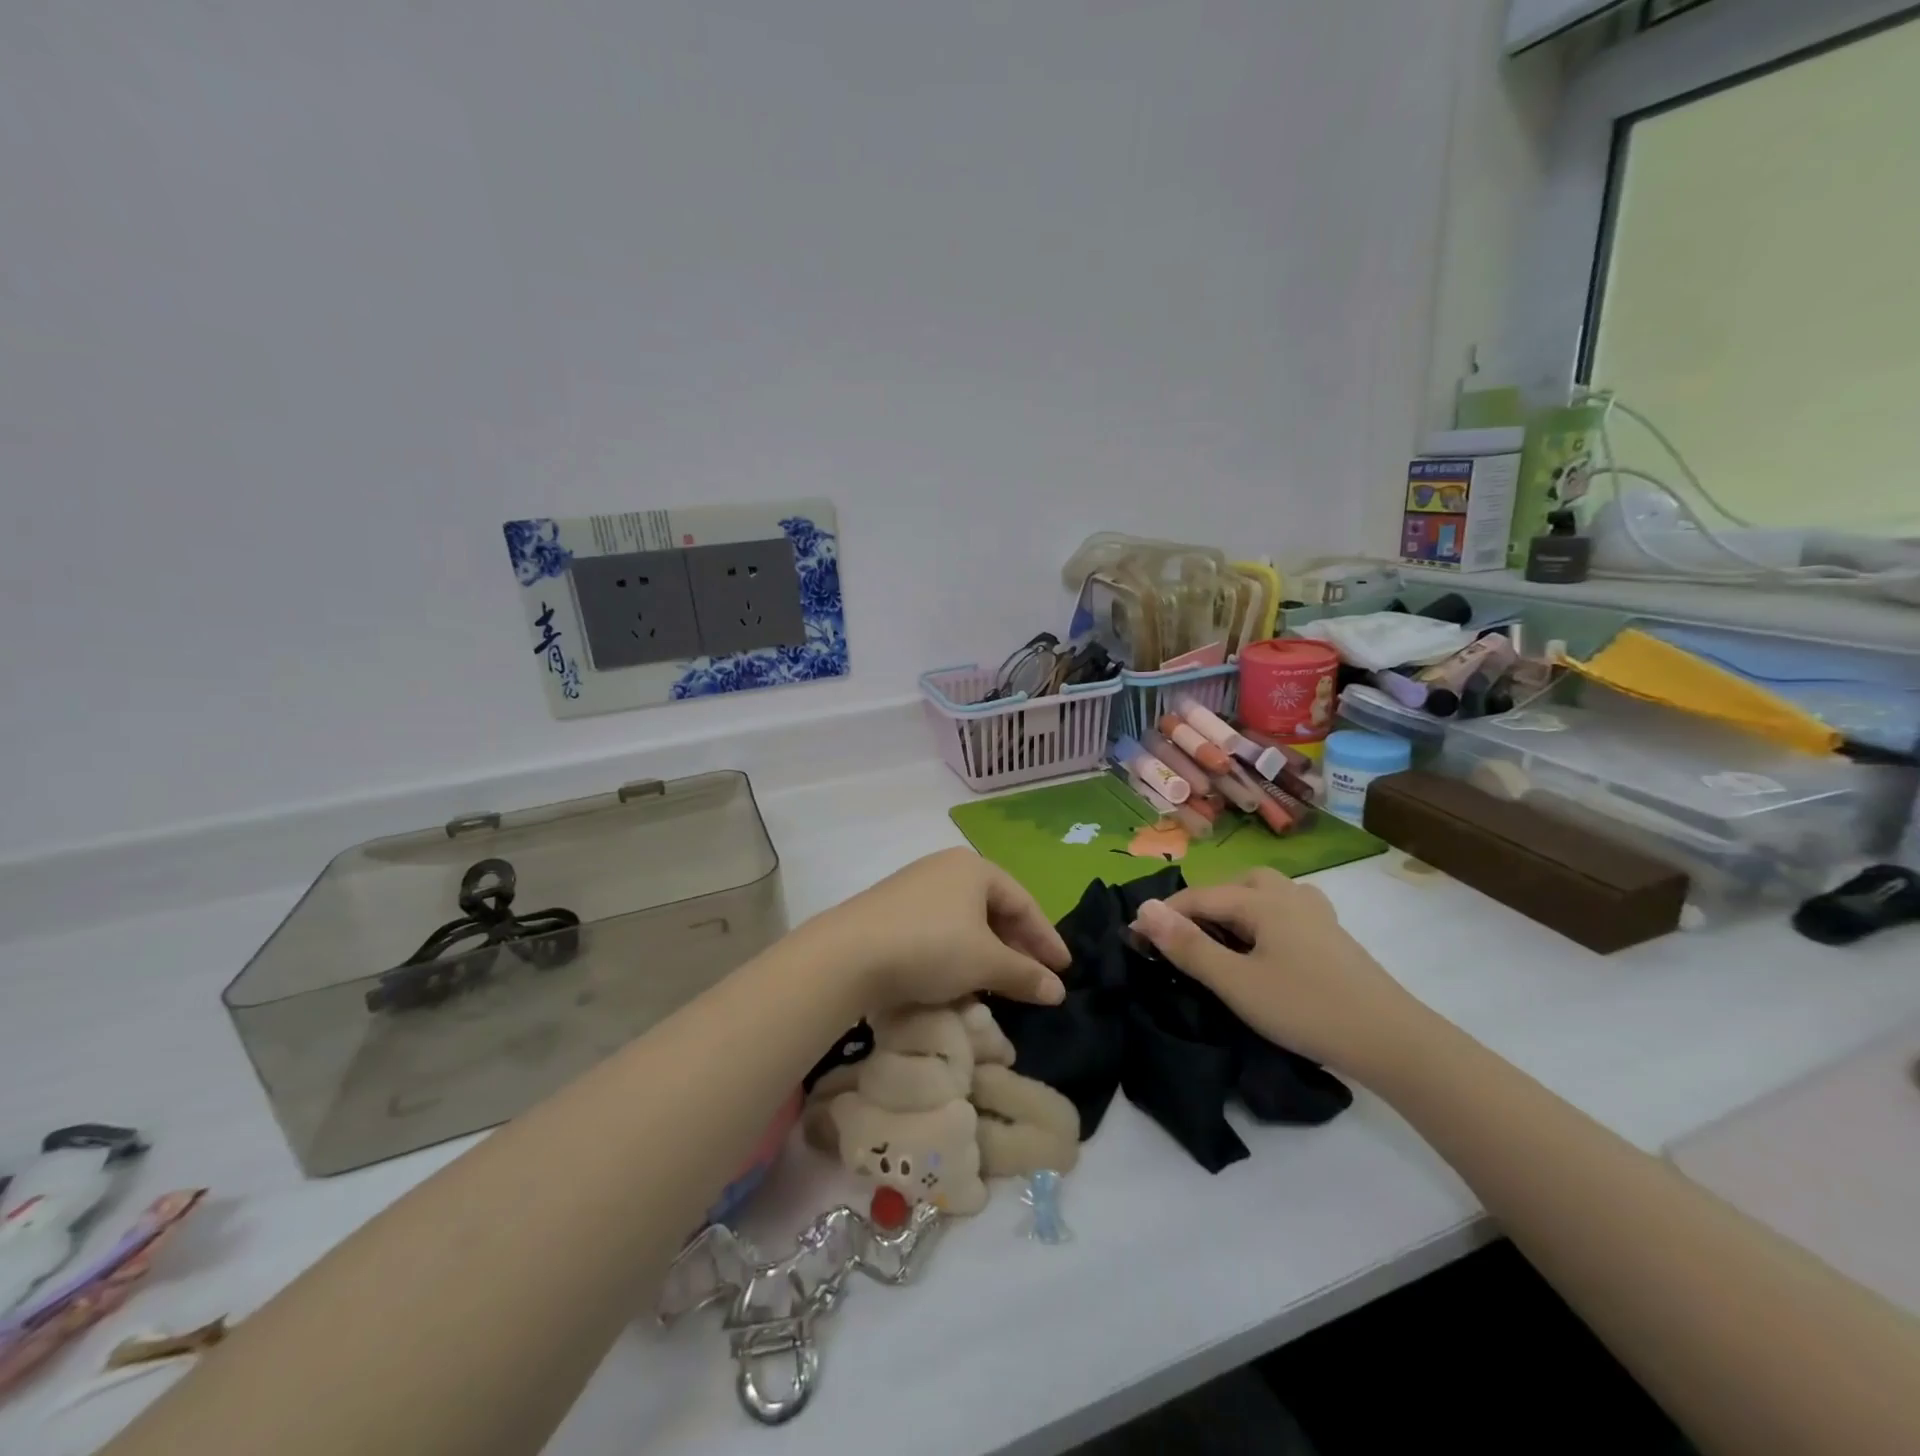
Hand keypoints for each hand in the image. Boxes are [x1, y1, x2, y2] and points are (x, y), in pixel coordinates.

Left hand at [811, 848, 1069, 1012]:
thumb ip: (1025, 975)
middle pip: (994, 909)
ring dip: (987, 953)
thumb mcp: (985, 963)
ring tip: (999, 983)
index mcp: (974, 868)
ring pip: (965, 921)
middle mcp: (945, 869)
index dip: (1047, 938)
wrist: (847, 954)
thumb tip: (1058, 991)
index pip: (1023, 902)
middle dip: (1016, 946)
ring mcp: (914, 887)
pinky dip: (957, 953)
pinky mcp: (891, 911)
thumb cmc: (930, 947)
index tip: (1063, 970)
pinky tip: (958, 979)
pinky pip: (939, 930)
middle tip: (1034, 978)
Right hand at [1129, 867, 1429, 1075]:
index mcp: (1262, 900)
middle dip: (1201, 906)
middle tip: (1182, 940)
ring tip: (1222, 939)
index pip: (1199, 897)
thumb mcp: (1236, 983)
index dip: (1164, 916)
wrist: (1392, 1040)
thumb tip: (1143, 910)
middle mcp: (1289, 895)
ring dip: (1234, 908)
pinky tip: (1266, 946)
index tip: (1134, 938)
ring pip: (1264, 893)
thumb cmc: (1306, 1008)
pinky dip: (1263, 919)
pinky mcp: (1333, 936)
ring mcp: (1316, 913)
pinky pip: (1286, 910)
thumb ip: (1188, 946)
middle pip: (1233, 885)